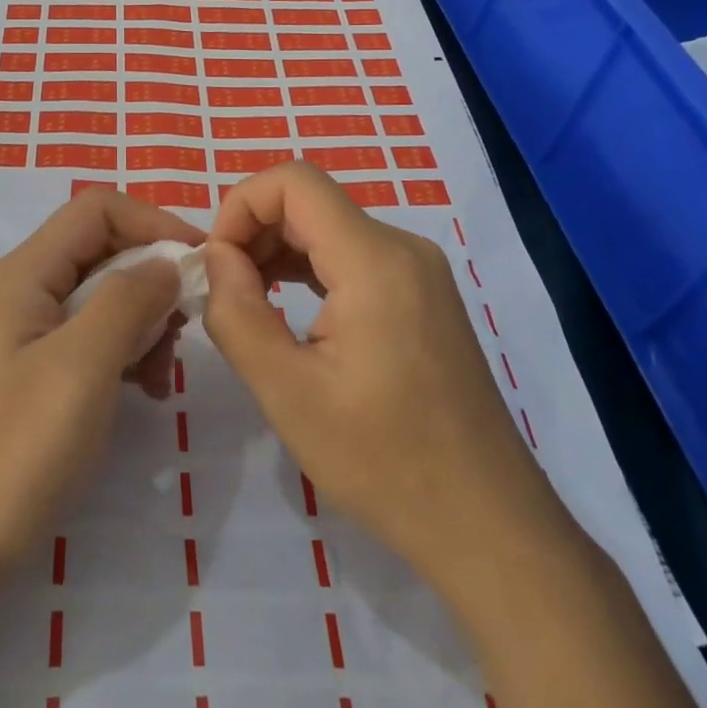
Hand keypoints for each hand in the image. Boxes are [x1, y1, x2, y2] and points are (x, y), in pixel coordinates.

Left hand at [0, 190, 204, 573]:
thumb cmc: (17, 450)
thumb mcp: (82, 365)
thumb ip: (128, 299)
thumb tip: (168, 262)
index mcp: (25, 274)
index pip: (97, 210)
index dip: (152, 222)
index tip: (200, 262)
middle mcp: (24, 292)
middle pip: (102, 250)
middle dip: (151, 279)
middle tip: (184, 327)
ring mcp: (28, 335)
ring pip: (103, 296)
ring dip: (143, 322)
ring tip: (160, 374)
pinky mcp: (36, 374)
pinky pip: (92, 339)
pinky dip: (125, 354)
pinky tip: (142, 392)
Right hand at [203, 163, 561, 593]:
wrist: (489, 526)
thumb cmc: (384, 463)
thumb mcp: (286, 392)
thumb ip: (236, 312)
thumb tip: (218, 257)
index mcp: (374, 260)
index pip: (293, 181)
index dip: (241, 206)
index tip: (217, 264)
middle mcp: (402, 247)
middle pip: (309, 201)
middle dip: (254, 232)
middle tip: (225, 293)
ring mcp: (419, 270)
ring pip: (329, 227)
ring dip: (278, 252)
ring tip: (249, 305)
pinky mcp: (423, 294)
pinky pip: (352, 256)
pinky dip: (309, 269)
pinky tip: (290, 312)